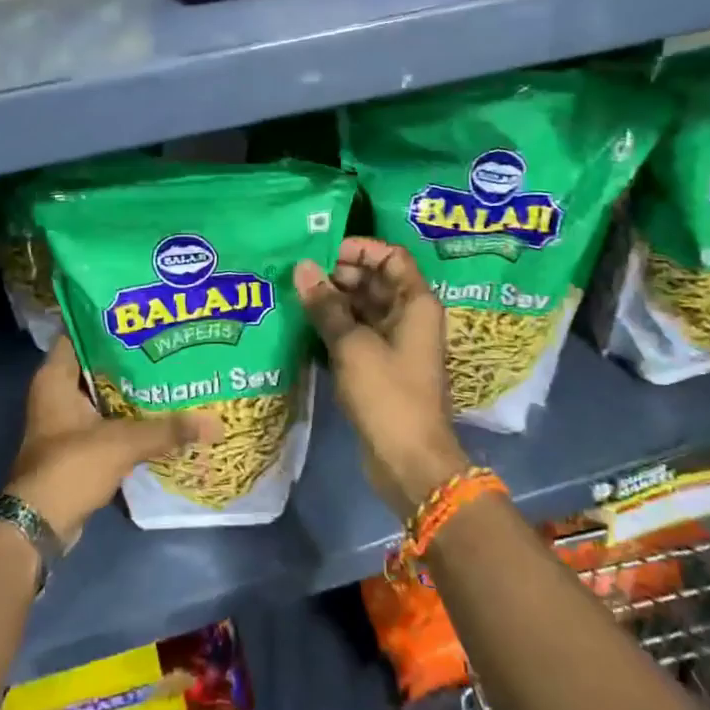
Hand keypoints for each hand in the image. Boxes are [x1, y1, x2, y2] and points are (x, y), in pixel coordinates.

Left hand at [5, 338, 220, 544]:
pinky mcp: (76, 442)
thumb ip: (168, 429)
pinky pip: (106, 416)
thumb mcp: (123, 443)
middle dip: (129, 352)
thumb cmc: (71, 467)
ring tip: (170, 368)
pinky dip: (127, 412)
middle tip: (167, 340)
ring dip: (131, 385)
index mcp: (56, 378)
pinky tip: (159, 408)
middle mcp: (56, 391)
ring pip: (103, 390)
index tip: (142, 313)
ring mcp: (65, 418)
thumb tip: (215, 423)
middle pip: (96, 361)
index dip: (108, 319)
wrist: (40, 524)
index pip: (80, 331)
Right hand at [294, 238, 467, 519]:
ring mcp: (395, 344)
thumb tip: (302, 268)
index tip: (322, 250)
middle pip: (374, 281)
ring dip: (332, 301)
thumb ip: (326, 305)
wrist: (408, 461)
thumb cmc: (387, 394)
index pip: (391, 257)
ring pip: (362, 308)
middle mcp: (408, 317)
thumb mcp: (352, 345)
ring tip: (294, 296)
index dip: (359, 248)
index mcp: (415, 303)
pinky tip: (302, 326)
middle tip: (298, 275)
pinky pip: (357, 334)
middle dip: (338, 274)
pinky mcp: (380, 367)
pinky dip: (334, 327)